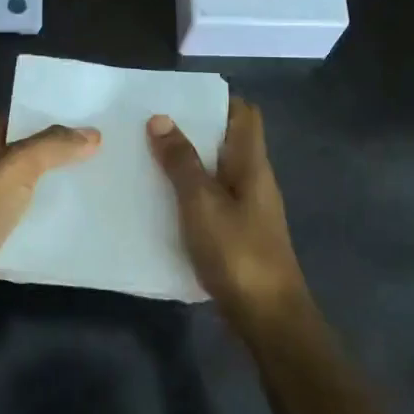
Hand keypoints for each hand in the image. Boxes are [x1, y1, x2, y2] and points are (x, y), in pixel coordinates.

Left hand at [0, 120, 100, 330]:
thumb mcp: (15, 167)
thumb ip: (53, 146)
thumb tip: (93, 134)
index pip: (21, 119)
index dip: (53, 116)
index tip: (93, 118)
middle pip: (31, 155)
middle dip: (64, 154)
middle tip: (109, 151)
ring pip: (34, 190)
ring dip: (63, 189)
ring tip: (106, 183)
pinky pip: (32, 223)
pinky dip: (54, 221)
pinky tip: (86, 220)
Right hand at [148, 98, 309, 330]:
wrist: (267, 316)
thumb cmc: (237, 252)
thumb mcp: (201, 203)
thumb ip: (181, 161)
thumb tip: (161, 118)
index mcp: (251, 164)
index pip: (244, 114)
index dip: (216, 100)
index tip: (178, 97)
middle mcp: (253, 179)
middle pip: (226, 141)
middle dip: (191, 130)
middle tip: (149, 125)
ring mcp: (247, 208)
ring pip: (216, 171)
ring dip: (186, 162)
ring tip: (146, 156)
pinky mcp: (237, 233)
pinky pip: (211, 199)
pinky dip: (188, 193)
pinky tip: (159, 200)